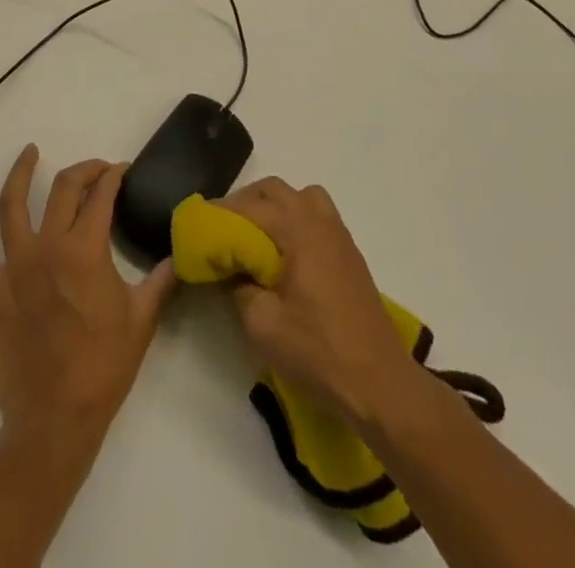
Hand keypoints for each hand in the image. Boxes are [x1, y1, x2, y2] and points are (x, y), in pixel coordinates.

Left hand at [0, 145, 177, 460]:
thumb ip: (162, 280)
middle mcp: (49, 247)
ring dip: (20, 173)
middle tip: (97, 169)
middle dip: (84, 170)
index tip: (123, 171)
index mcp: (86, 251)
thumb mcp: (142, 320)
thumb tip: (182, 254)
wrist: (55, 420)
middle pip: (63, 190)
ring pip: (13, 205)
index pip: (101, 196)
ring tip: (29, 151)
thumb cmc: (103, 368)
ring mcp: (16, 267)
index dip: (114, 176)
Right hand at [220, 177, 423, 428]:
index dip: (217, 216)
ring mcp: (338, 233)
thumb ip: (237, 287)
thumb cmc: (318, 351)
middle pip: (273, 190)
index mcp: (297, 229)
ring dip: (271, 207)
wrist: (380, 383)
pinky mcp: (348, 252)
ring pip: (298, 197)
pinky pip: (314, 215)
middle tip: (220, 231)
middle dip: (242, 203)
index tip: (194, 228)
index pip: (247, 207)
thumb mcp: (262, 324)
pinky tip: (282, 254)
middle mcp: (318, 219)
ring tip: (252, 237)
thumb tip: (228, 269)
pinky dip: (292, 219)